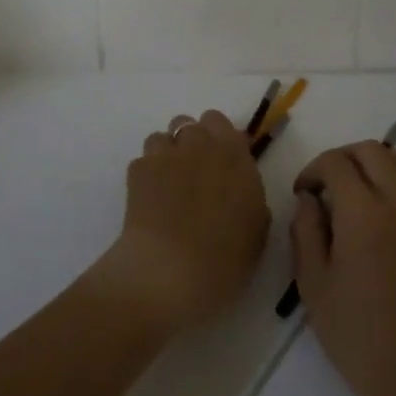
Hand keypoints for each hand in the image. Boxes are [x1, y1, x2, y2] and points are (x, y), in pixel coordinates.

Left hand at [96, 110, 268, 334]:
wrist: (170, 271)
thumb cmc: (225, 258)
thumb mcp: (256, 232)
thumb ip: (251, 199)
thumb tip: (240, 191)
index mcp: (234, 154)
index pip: (222, 124)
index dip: (219, 140)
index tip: (220, 163)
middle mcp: (201, 144)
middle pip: (190, 124)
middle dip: (191, 142)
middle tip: (194, 173)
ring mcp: (166, 154)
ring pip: (163, 137)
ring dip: (166, 154)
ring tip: (167, 185)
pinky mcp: (138, 170)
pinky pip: (143, 161)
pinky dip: (146, 175)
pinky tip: (149, 201)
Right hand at [290, 142, 395, 395]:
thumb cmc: (356, 334)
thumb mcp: (313, 283)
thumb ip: (305, 229)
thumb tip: (309, 198)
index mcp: (364, 212)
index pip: (336, 163)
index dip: (312, 170)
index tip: (301, 194)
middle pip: (370, 150)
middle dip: (341, 158)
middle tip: (322, 187)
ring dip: (369, 163)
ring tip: (348, 194)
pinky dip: (391, 177)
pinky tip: (374, 209)